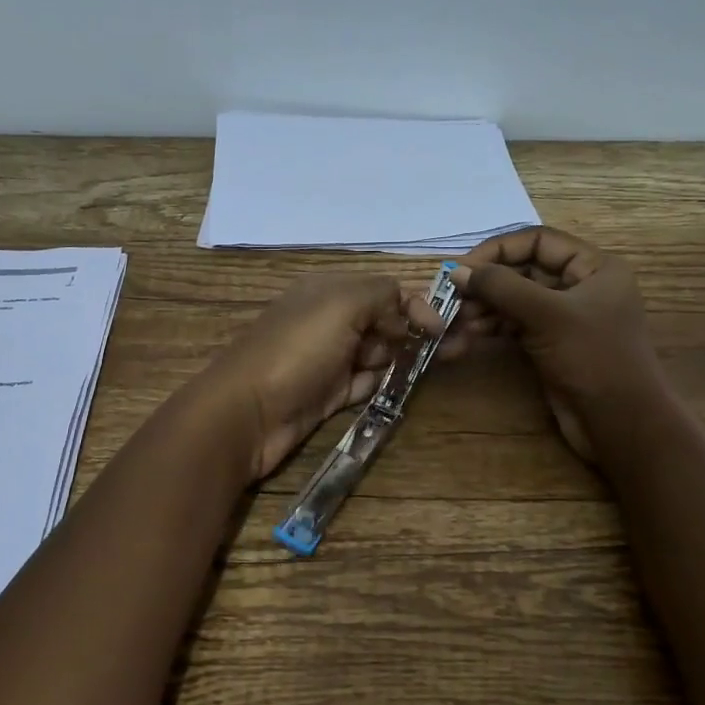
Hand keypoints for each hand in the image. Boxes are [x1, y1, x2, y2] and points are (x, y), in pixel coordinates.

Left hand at [197, 274, 443, 479]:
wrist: (247, 414)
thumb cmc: (296, 351)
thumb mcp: (340, 305)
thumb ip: (381, 296)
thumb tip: (403, 317)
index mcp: (328, 291)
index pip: (383, 290)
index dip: (415, 304)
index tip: (440, 328)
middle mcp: (329, 320)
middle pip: (384, 320)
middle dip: (418, 331)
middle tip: (457, 348)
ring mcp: (329, 359)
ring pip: (379, 352)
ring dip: (407, 356)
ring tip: (440, 365)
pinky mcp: (329, 394)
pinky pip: (367, 383)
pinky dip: (385, 382)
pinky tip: (406, 386)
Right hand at [444, 228, 658, 463]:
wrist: (621, 425)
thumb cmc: (593, 359)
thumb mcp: (547, 315)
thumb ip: (501, 287)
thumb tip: (456, 270)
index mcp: (594, 267)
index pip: (538, 241)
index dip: (498, 250)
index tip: (462, 268)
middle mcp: (580, 285)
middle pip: (522, 270)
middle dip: (485, 284)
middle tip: (450, 298)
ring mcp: (564, 317)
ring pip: (514, 300)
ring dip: (482, 309)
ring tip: (453, 324)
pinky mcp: (550, 343)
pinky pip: (514, 324)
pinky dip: (490, 328)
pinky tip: (466, 338)